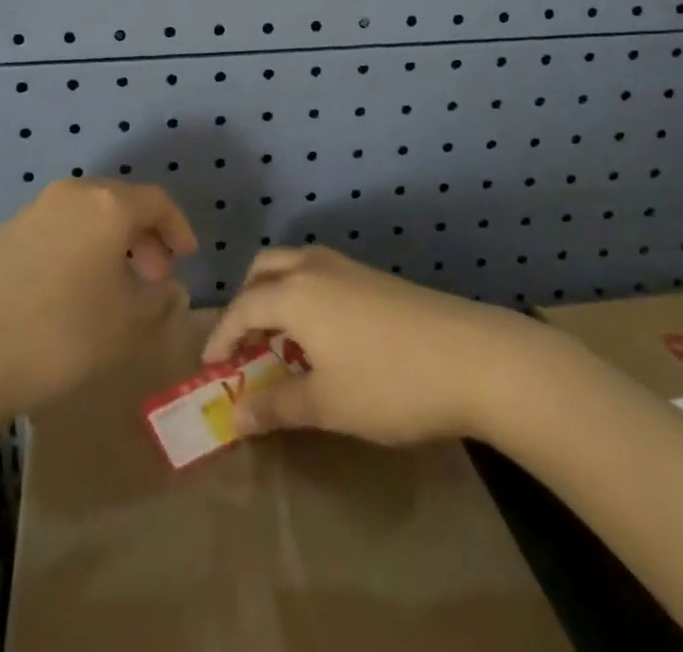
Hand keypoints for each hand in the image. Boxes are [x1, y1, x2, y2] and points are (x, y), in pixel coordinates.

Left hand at [0, 180, 196, 421]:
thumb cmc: (59, 336)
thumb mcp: (125, 329)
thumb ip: (158, 305)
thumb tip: (171, 290)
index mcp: (106, 206)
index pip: (156, 201)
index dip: (177, 227)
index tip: (186, 258)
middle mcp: (68, 196)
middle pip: (117, 203)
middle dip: (141, 237)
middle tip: (151, 277)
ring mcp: (27, 213)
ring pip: (81, 217)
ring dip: (104, 245)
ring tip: (108, 288)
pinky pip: (49, 233)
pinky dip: (69, 251)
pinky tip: (61, 294)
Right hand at [201, 246, 557, 444]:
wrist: (473, 356)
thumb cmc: (390, 383)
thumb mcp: (328, 404)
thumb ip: (277, 406)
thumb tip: (236, 415)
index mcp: (294, 292)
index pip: (242, 308)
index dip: (221, 337)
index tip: (209, 367)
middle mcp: (313, 267)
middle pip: (263, 270)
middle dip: (246, 303)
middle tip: (244, 344)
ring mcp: (346, 266)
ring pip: (293, 266)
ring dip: (275, 294)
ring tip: (281, 340)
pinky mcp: (372, 276)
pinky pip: (318, 274)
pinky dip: (303, 294)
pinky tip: (323, 335)